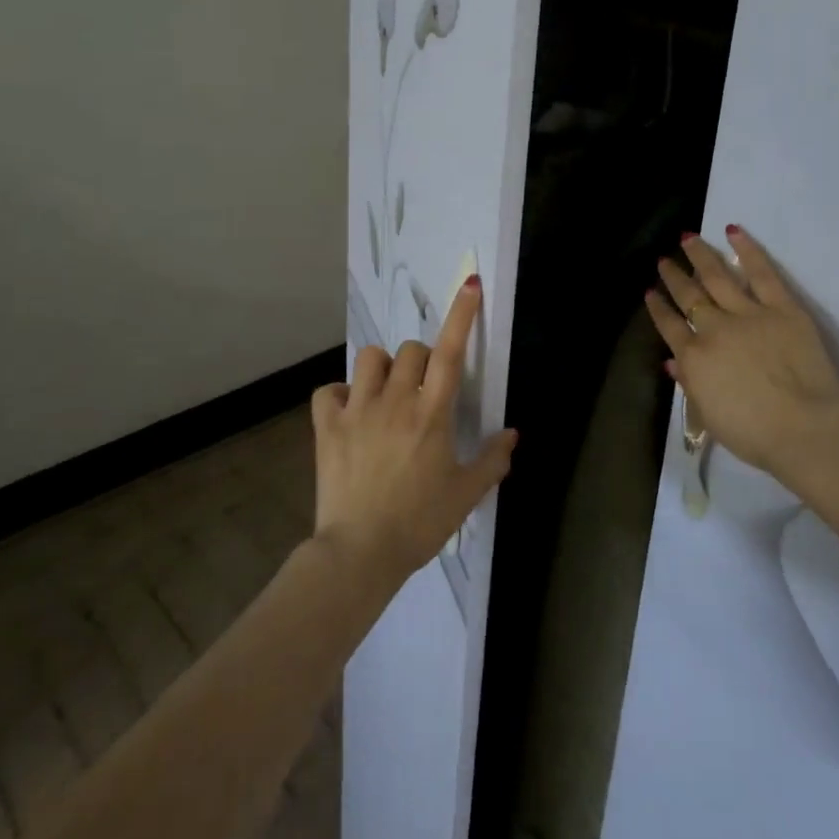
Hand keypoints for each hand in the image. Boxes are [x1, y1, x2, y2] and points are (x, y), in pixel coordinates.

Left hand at [310, 276, 516, 587]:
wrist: (360, 554)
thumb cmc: (419, 523)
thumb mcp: (466, 495)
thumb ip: (493, 460)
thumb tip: (512, 433)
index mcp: (432, 414)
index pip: (451, 352)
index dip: (462, 315)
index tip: (470, 284)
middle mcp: (395, 402)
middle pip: (411, 350)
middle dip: (422, 359)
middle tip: (424, 389)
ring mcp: (357, 411)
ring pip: (370, 358)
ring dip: (383, 368)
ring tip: (386, 394)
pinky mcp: (327, 427)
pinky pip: (328, 391)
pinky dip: (339, 395)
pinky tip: (349, 413)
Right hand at [645, 225, 838, 478]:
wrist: (803, 429)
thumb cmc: (754, 435)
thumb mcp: (710, 416)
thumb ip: (690, 384)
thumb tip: (673, 362)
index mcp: (694, 357)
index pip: (670, 326)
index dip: (658, 308)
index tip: (650, 292)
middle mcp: (714, 328)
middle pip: (689, 296)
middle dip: (674, 277)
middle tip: (664, 260)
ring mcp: (748, 314)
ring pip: (718, 277)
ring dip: (701, 256)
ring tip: (688, 238)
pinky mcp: (782, 308)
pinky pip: (762, 274)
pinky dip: (747, 251)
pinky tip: (733, 232)